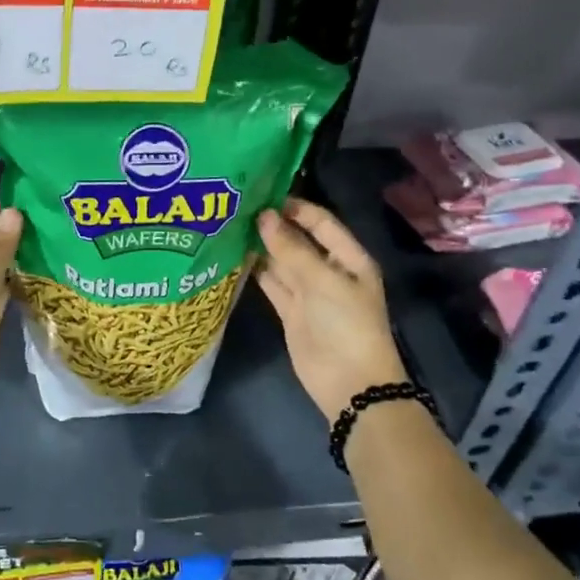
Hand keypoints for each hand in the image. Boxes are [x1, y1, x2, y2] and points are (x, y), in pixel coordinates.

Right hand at [255, 198, 407, 419]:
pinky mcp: (290, 311)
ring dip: (261, 247)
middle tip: (238, 208)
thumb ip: (291, 249)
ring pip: (282, 262)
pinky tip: (234, 256)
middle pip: (299, 240)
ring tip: (230, 226)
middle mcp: (328, 270)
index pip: (321, 222)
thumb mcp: (323, 281)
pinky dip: (256, 271)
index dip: (295, 207)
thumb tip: (264, 216)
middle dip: (273, 226)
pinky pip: (272, 284)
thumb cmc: (346, 325)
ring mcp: (308, 292)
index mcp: (348, 258)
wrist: (350, 383)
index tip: (262, 195)